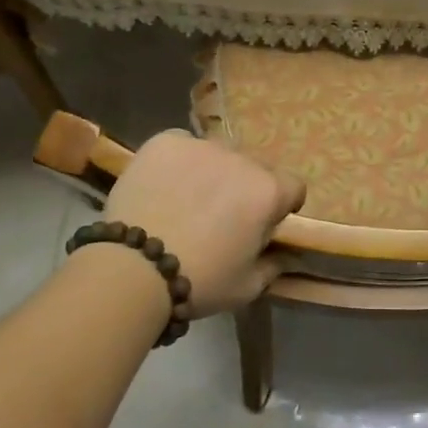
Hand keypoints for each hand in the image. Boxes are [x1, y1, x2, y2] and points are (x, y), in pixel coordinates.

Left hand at [99, 131, 306, 317]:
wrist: (134, 269)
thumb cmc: (200, 280)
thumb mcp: (247, 286)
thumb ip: (273, 266)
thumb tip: (283, 256)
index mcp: (268, 192)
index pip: (293, 186)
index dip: (281, 206)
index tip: (262, 223)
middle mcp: (241, 160)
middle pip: (253, 169)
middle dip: (243, 188)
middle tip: (220, 217)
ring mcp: (202, 146)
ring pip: (216, 155)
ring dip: (211, 173)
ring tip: (185, 200)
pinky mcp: (166, 142)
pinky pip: (182, 146)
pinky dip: (178, 161)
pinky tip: (163, 185)